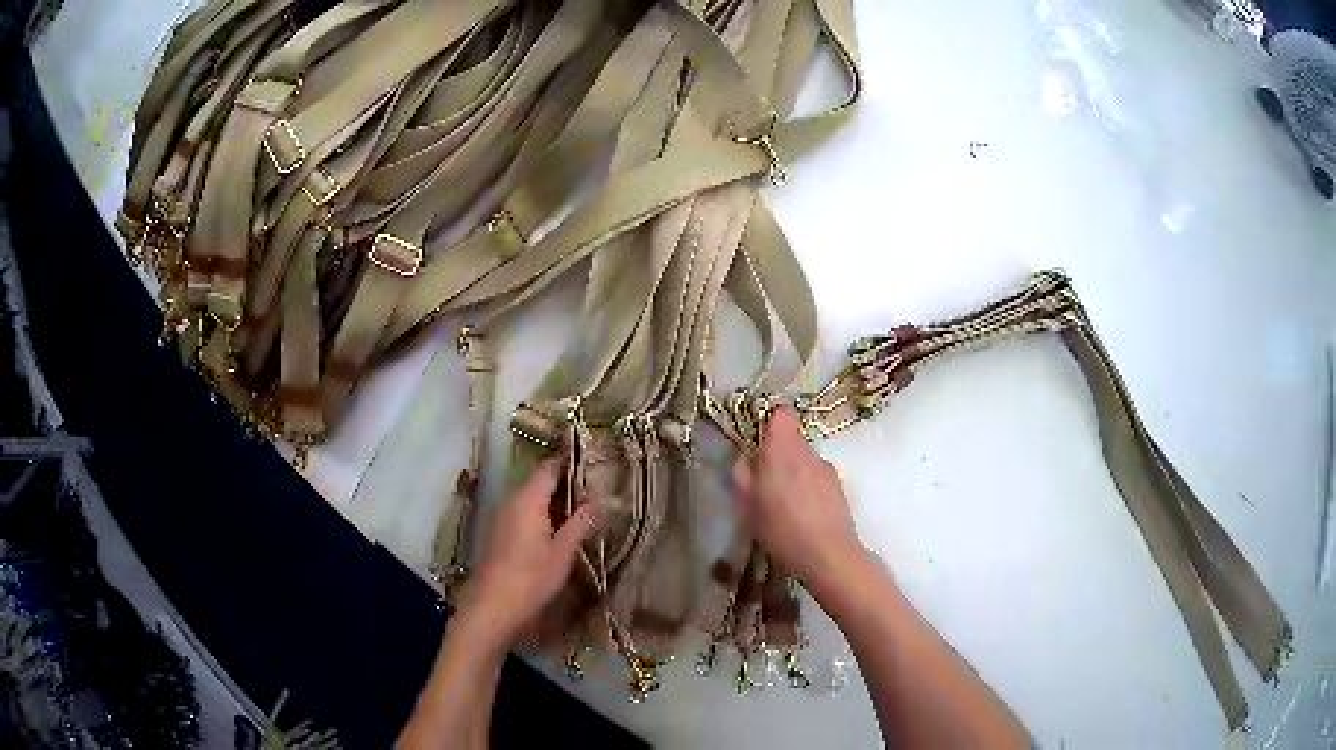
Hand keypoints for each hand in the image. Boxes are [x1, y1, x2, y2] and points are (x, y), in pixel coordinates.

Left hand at [456, 458, 593, 648]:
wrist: (493, 605)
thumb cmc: (532, 577)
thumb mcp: (563, 551)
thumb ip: (581, 523)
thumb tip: (600, 500)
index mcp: (528, 498)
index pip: (549, 468)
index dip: (568, 463)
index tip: (590, 464)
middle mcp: (511, 500)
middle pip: (538, 482)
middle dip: (564, 485)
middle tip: (592, 493)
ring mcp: (501, 516)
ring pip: (529, 498)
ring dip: (551, 502)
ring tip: (579, 513)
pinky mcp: (497, 532)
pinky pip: (521, 512)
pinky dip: (539, 514)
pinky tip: (554, 532)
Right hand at [733, 407, 867, 595]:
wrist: (828, 555)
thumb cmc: (781, 530)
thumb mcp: (747, 505)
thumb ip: (742, 474)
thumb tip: (745, 458)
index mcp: (782, 450)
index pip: (781, 414)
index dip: (768, 423)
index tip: (756, 444)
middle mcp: (808, 452)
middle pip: (792, 439)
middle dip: (777, 455)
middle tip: (763, 483)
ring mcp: (827, 468)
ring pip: (804, 460)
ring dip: (793, 473)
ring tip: (783, 505)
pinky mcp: (839, 487)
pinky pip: (817, 477)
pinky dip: (808, 488)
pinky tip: (802, 515)